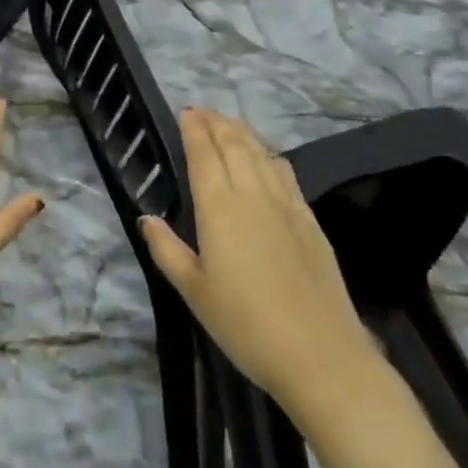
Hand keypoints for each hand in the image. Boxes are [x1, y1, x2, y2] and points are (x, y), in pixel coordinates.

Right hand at [140, 109, 375, 407]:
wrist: (321, 355)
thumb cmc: (246, 325)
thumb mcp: (194, 292)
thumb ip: (167, 250)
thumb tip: (147, 218)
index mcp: (219, 207)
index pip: (204, 154)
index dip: (194, 129)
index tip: (185, 112)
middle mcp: (252, 194)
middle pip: (235, 144)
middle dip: (217, 122)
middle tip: (203, 111)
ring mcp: (286, 205)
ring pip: (262, 153)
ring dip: (243, 132)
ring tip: (229, 125)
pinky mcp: (311, 221)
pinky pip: (286, 173)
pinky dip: (271, 155)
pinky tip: (269, 158)